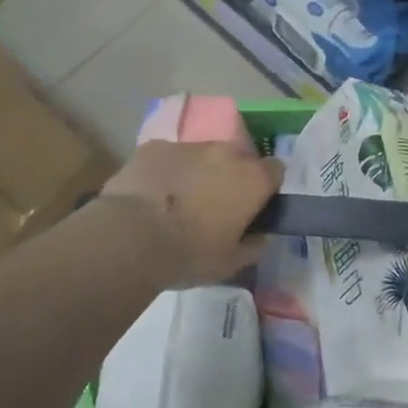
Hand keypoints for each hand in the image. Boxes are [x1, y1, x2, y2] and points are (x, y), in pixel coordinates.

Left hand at [97, 141, 285, 287]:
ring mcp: (188, 145)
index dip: (266, 187)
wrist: (131, 238)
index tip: (254, 206)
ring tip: (178, 201)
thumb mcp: (230, 263)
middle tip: (215, 205)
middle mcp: (225, 153)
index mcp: (252, 179)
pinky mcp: (154, 146)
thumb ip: (253, 245)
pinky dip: (167, 171)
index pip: (275, 170)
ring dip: (198, 172)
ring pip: (202, 155)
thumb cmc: (190, 254)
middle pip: (238, 158)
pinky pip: (169, 157)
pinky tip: (151, 195)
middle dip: (231, 176)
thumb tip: (260, 236)